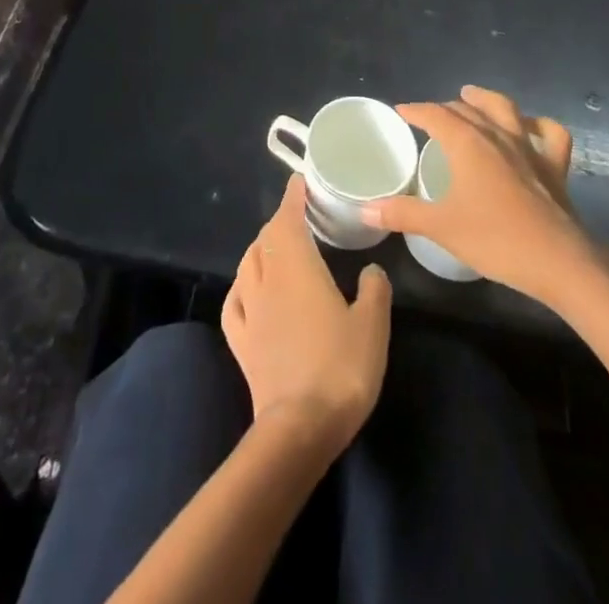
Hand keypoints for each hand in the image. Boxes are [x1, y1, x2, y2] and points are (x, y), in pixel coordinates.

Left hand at [222, 174, 391, 454]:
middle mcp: (267, 279)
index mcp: (297, 266)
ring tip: (275, 249)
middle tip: (299, 219)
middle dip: (280, 222)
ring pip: (248, 264)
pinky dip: (241, 286)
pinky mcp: (240, 342)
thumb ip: (374, 290)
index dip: (293, 197)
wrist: (299, 427)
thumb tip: (370, 270)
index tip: (299, 182)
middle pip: (266, 238)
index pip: (288, 217)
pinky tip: (246, 291)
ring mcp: (249, 310)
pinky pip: (234, 301)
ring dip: (260, 249)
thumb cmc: (340, 368)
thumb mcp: (373, 325)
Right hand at [365, 85, 603, 307]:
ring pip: (505, 109)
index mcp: (467, 143)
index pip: (436, 114)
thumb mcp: (441, 227)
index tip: (402, 110)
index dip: (416, 110)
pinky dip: (537, 125)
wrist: (558, 261)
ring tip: (472, 96)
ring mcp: (528, 148)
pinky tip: (529, 128)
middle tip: (430, 116)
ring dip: (485, 99)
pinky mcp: (553, 166)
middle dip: (445, 108)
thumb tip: (365, 209)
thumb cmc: (495, 239)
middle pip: (467, 109)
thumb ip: (402, 214)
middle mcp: (497, 135)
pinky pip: (549, 134)